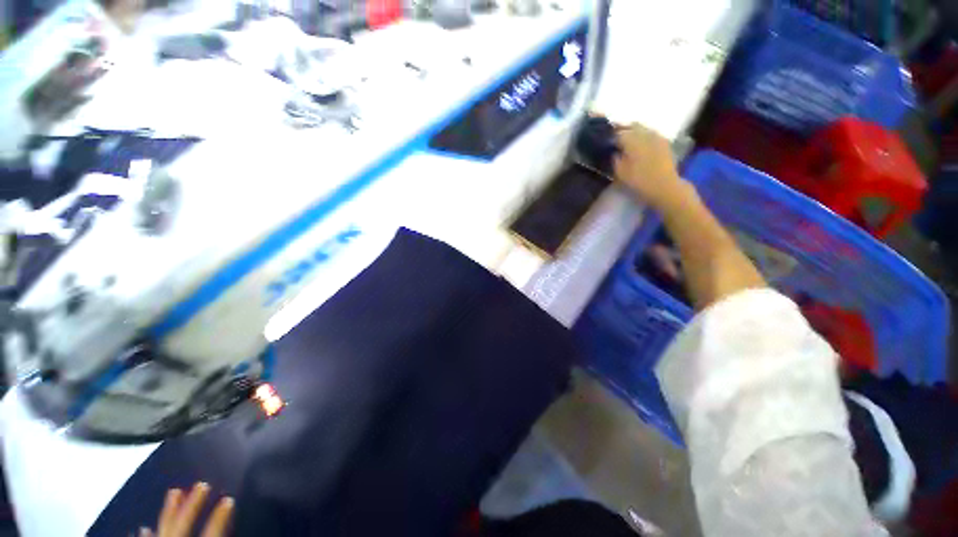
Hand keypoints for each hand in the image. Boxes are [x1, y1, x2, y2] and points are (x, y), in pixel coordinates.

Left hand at [140, 482, 233, 536]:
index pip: (210, 530)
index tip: (229, 499)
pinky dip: (146, 533)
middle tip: (202, 483)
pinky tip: (143, 528)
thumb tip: (233, 528)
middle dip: (193, 502)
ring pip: (163, 525)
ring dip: (169, 509)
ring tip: (173, 491)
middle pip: (183, 521)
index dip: (220, 515)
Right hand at [613, 123, 688, 210]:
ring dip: (634, 132)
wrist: (664, 186)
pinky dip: (644, 136)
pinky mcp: (664, 142)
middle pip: (631, 126)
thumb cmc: (639, 181)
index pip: (618, 133)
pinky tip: (641, 144)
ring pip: (642, 128)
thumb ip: (615, 159)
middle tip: (616, 138)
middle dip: (623, 130)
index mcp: (631, 140)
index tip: (606, 142)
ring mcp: (656, 136)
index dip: (610, 136)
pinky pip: (651, 133)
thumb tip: (614, 151)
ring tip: (628, 141)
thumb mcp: (620, 172)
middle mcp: (644, 133)